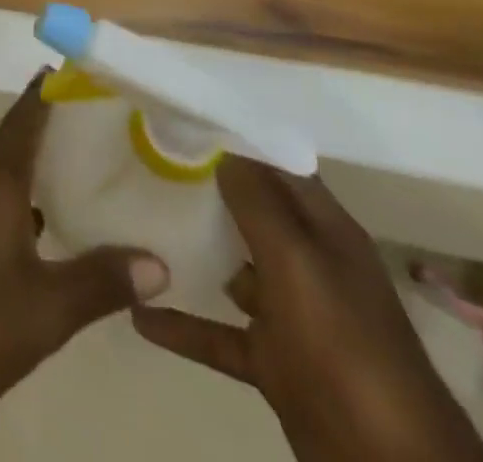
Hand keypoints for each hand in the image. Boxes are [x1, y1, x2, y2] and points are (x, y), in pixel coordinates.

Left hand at [0, 73, 170, 429]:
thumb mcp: (45, 309)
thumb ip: (100, 281)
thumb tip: (157, 262)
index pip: (23, 121)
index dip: (45, 95)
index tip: (66, 71)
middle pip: (12, 150)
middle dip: (50, 145)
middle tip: (98, 145)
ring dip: (31, 186)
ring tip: (77, 195)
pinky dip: (11, 212)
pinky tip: (35, 243)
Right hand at [132, 157, 482, 461]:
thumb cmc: (345, 348)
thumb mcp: (297, 263)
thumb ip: (258, 204)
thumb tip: (222, 149)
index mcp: (326, 232)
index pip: (278, 167)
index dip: (235, 140)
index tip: (182, 118)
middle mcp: (311, 265)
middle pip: (252, 213)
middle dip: (205, 188)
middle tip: (147, 158)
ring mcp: (294, 317)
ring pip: (234, 270)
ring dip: (192, 251)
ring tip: (136, 224)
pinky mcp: (276, 363)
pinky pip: (220, 335)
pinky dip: (183, 326)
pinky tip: (139, 316)